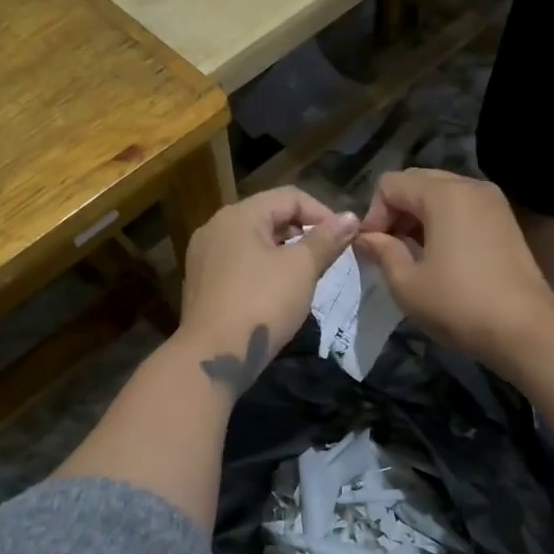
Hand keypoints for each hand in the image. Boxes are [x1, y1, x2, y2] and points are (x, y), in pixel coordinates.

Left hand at [175, 187, 358, 394]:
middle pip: (270, 216)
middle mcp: (216, 227)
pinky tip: (279, 292)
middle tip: (330, 258)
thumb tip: (350, 217)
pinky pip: (240, 264)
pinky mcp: (203, 283)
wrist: (214, 356)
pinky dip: (264, 269)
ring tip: (309, 275)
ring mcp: (204, 256)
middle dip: (304, 233)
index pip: (290, 197)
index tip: (345, 239)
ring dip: (286, 252)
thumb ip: (326, 239)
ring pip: (255, 242)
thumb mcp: (301, 268)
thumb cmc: (262, 303)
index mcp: (238, 215)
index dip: (323, 213)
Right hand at [354, 169, 553, 366]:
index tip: (372, 249)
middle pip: (417, 181)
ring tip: (412, 254)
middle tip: (389, 249)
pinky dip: (443, 221)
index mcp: (443, 194)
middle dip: (395, 211)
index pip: (390, 184)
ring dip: (418, 216)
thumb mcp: (407, 284)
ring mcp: (492, 201)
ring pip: (440, 193)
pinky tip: (440, 254)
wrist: (525, 329)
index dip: (373, 214)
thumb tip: (366, 238)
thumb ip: (382, 252)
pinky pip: (462, 206)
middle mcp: (469, 186)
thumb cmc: (459, 305)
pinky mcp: (504, 219)